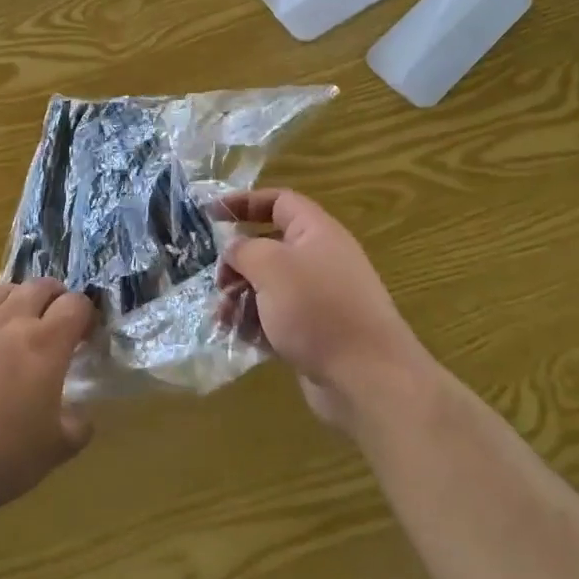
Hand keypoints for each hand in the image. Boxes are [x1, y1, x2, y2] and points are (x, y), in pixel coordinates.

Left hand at [0, 278, 95, 528]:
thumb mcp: (53, 452)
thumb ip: (77, 427)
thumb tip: (81, 414)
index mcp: (46, 344)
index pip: (76, 305)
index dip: (85, 314)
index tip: (84, 334)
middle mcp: (10, 320)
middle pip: (40, 287)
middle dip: (54, 298)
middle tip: (54, 321)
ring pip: (1, 290)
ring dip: (16, 300)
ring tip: (15, 322)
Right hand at [219, 190, 432, 430]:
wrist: (368, 377)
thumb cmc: (317, 308)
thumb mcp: (270, 266)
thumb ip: (244, 249)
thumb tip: (235, 248)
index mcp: (316, 231)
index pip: (278, 202)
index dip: (244, 202)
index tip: (210, 214)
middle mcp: (320, 259)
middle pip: (269, 247)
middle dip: (238, 264)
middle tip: (219, 283)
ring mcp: (319, 298)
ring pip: (269, 287)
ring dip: (241, 299)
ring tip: (223, 319)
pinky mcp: (316, 332)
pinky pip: (278, 319)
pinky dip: (257, 325)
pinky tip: (242, 339)